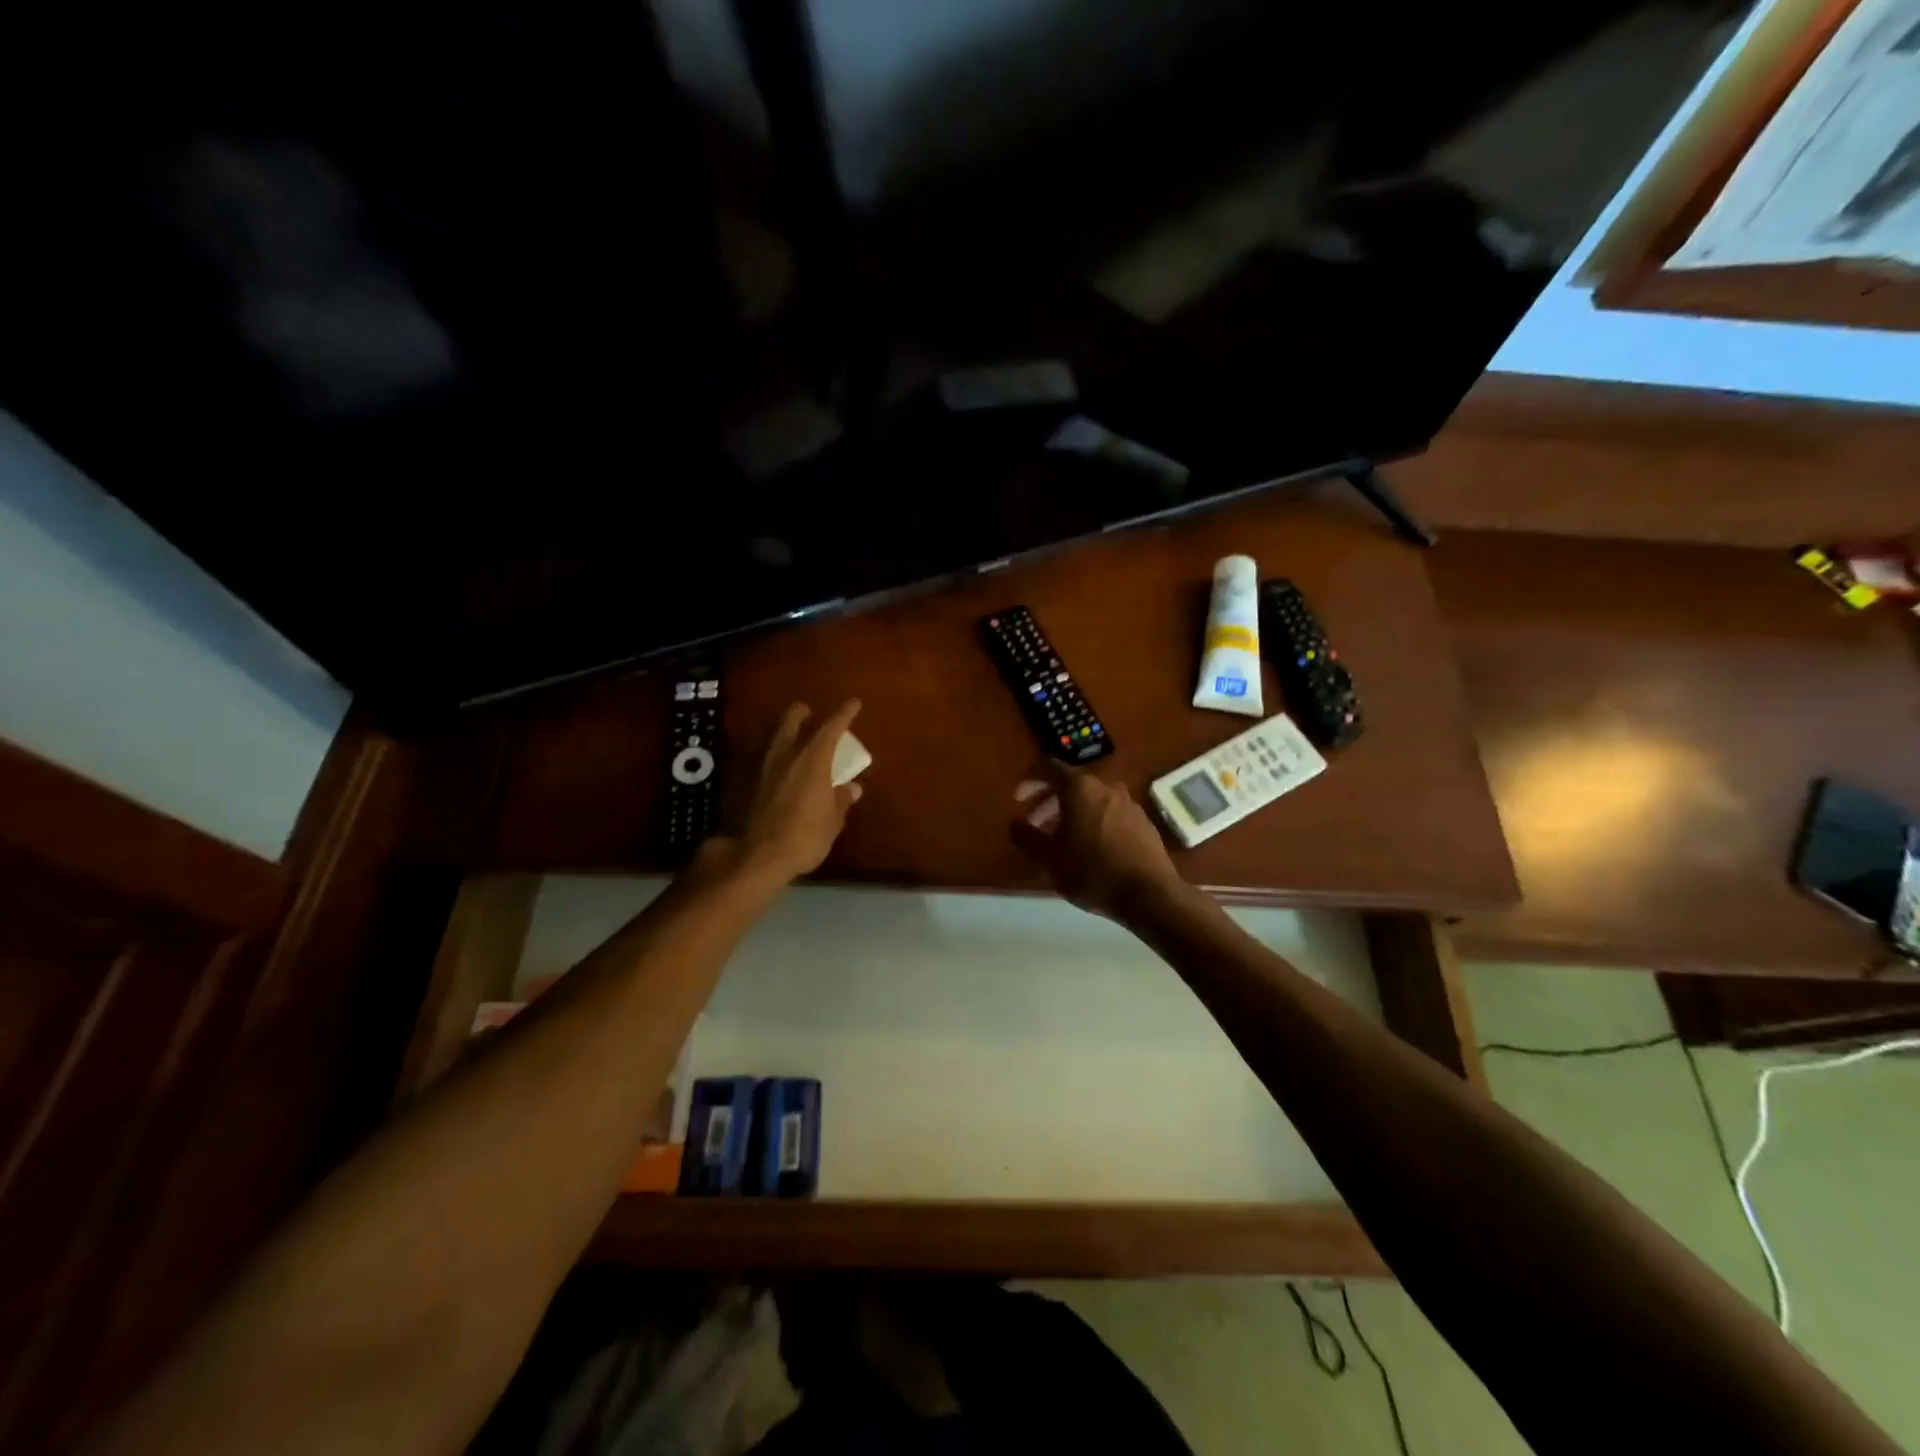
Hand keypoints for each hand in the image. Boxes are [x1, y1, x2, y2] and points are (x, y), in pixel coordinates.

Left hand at [733, 700, 863, 883]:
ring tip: (789, 738)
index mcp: (813, 758)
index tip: (854, 703)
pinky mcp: (739, 777)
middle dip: (803, 713)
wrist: (752, 856)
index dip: (845, 713)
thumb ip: (841, 800)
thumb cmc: (802, 838)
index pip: (832, 726)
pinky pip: (754, 753)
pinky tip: (768, 764)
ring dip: (781, 729)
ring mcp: (758, 762)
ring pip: (770, 732)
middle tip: (811, 716)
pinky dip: (765, 752)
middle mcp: (784, 751)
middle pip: (792, 717)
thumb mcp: (831, 822)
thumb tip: (851, 788)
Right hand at [1010, 761, 1182, 919]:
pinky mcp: (1143, 822)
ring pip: (1091, 799)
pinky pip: (1109, 813)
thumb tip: (1015, 824)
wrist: (1150, 894)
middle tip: (1034, 823)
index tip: (1018, 800)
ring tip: (1060, 839)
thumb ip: (1027, 837)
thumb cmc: (1092, 872)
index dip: (1029, 780)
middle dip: (1048, 801)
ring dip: (1071, 813)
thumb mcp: (1049, 858)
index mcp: (1079, 788)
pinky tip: (1089, 848)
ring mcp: (1128, 803)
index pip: (1048, 768)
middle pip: (1071, 784)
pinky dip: (1093, 821)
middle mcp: (1105, 787)